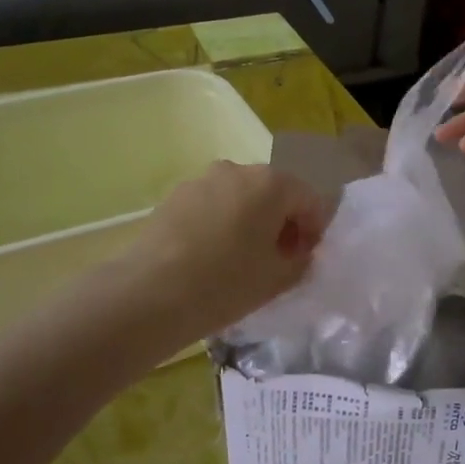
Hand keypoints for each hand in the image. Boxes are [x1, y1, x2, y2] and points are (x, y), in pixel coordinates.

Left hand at [123, 162, 331, 336]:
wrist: (149, 293)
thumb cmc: (226, 283)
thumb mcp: (278, 278)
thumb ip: (301, 260)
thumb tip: (298, 252)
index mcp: (272, 183)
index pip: (310, 200)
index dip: (314, 230)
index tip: (306, 259)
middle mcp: (238, 170)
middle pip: (274, 193)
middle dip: (282, 222)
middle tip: (277, 259)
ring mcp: (202, 180)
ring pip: (240, 198)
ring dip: (250, 221)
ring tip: (241, 259)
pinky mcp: (174, 196)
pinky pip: (212, 206)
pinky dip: (221, 224)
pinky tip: (211, 257)